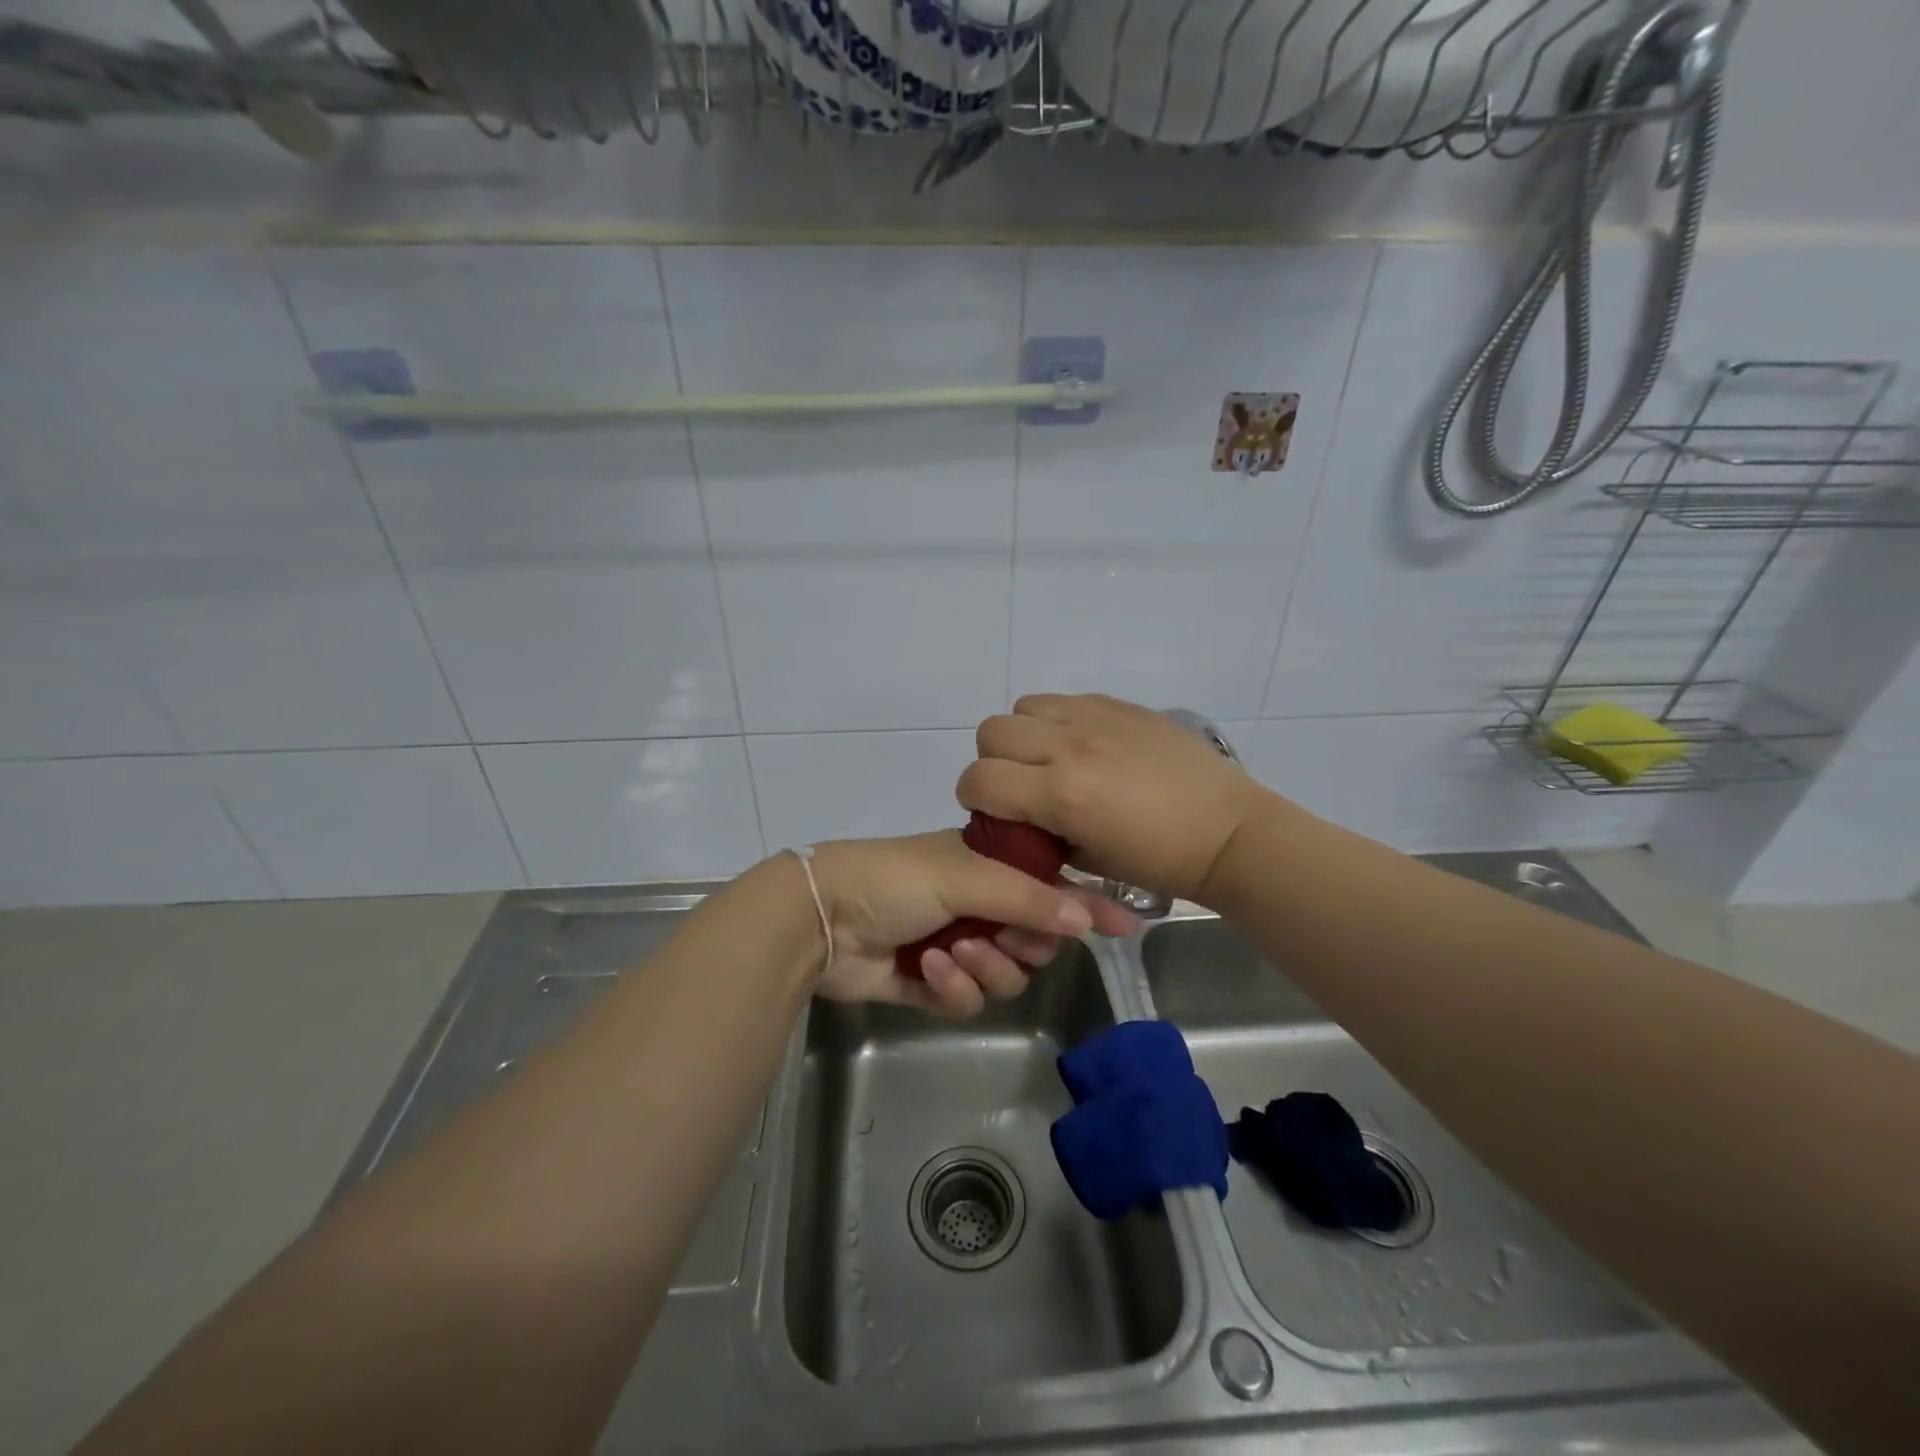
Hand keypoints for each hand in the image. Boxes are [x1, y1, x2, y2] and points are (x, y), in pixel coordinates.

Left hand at [806, 832, 1136, 1017]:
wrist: (821, 916)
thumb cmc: (894, 879)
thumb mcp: (965, 876)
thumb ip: (1028, 898)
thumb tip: (1088, 916)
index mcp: (987, 868)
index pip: (1050, 887)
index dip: (1085, 905)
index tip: (1126, 924)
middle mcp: (977, 905)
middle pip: (1034, 942)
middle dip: (1024, 944)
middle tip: (1005, 938)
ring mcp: (955, 946)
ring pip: (1005, 976)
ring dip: (985, 968)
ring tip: (953, 954)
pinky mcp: (931, 984)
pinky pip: (967, 999)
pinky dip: (953, 988)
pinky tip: (927, 969)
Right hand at [958, 694, 1271, 905]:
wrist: (1227, 831)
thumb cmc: (1159, 862)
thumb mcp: (1087, 862)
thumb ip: (1041, 833)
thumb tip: (1021, 816)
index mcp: (1060, 794)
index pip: (978, 779)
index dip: (974, 798)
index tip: (994, 812)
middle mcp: (1070, 746)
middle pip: (991, 731)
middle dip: (993, 761)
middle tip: (1021, 784)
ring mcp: (1096, 719)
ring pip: (1024, 707)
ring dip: (1025, 734)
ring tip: (1052, 759)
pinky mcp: (1120, 705)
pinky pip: (1066, 700)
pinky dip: (1060, 721)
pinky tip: (1086, 746)